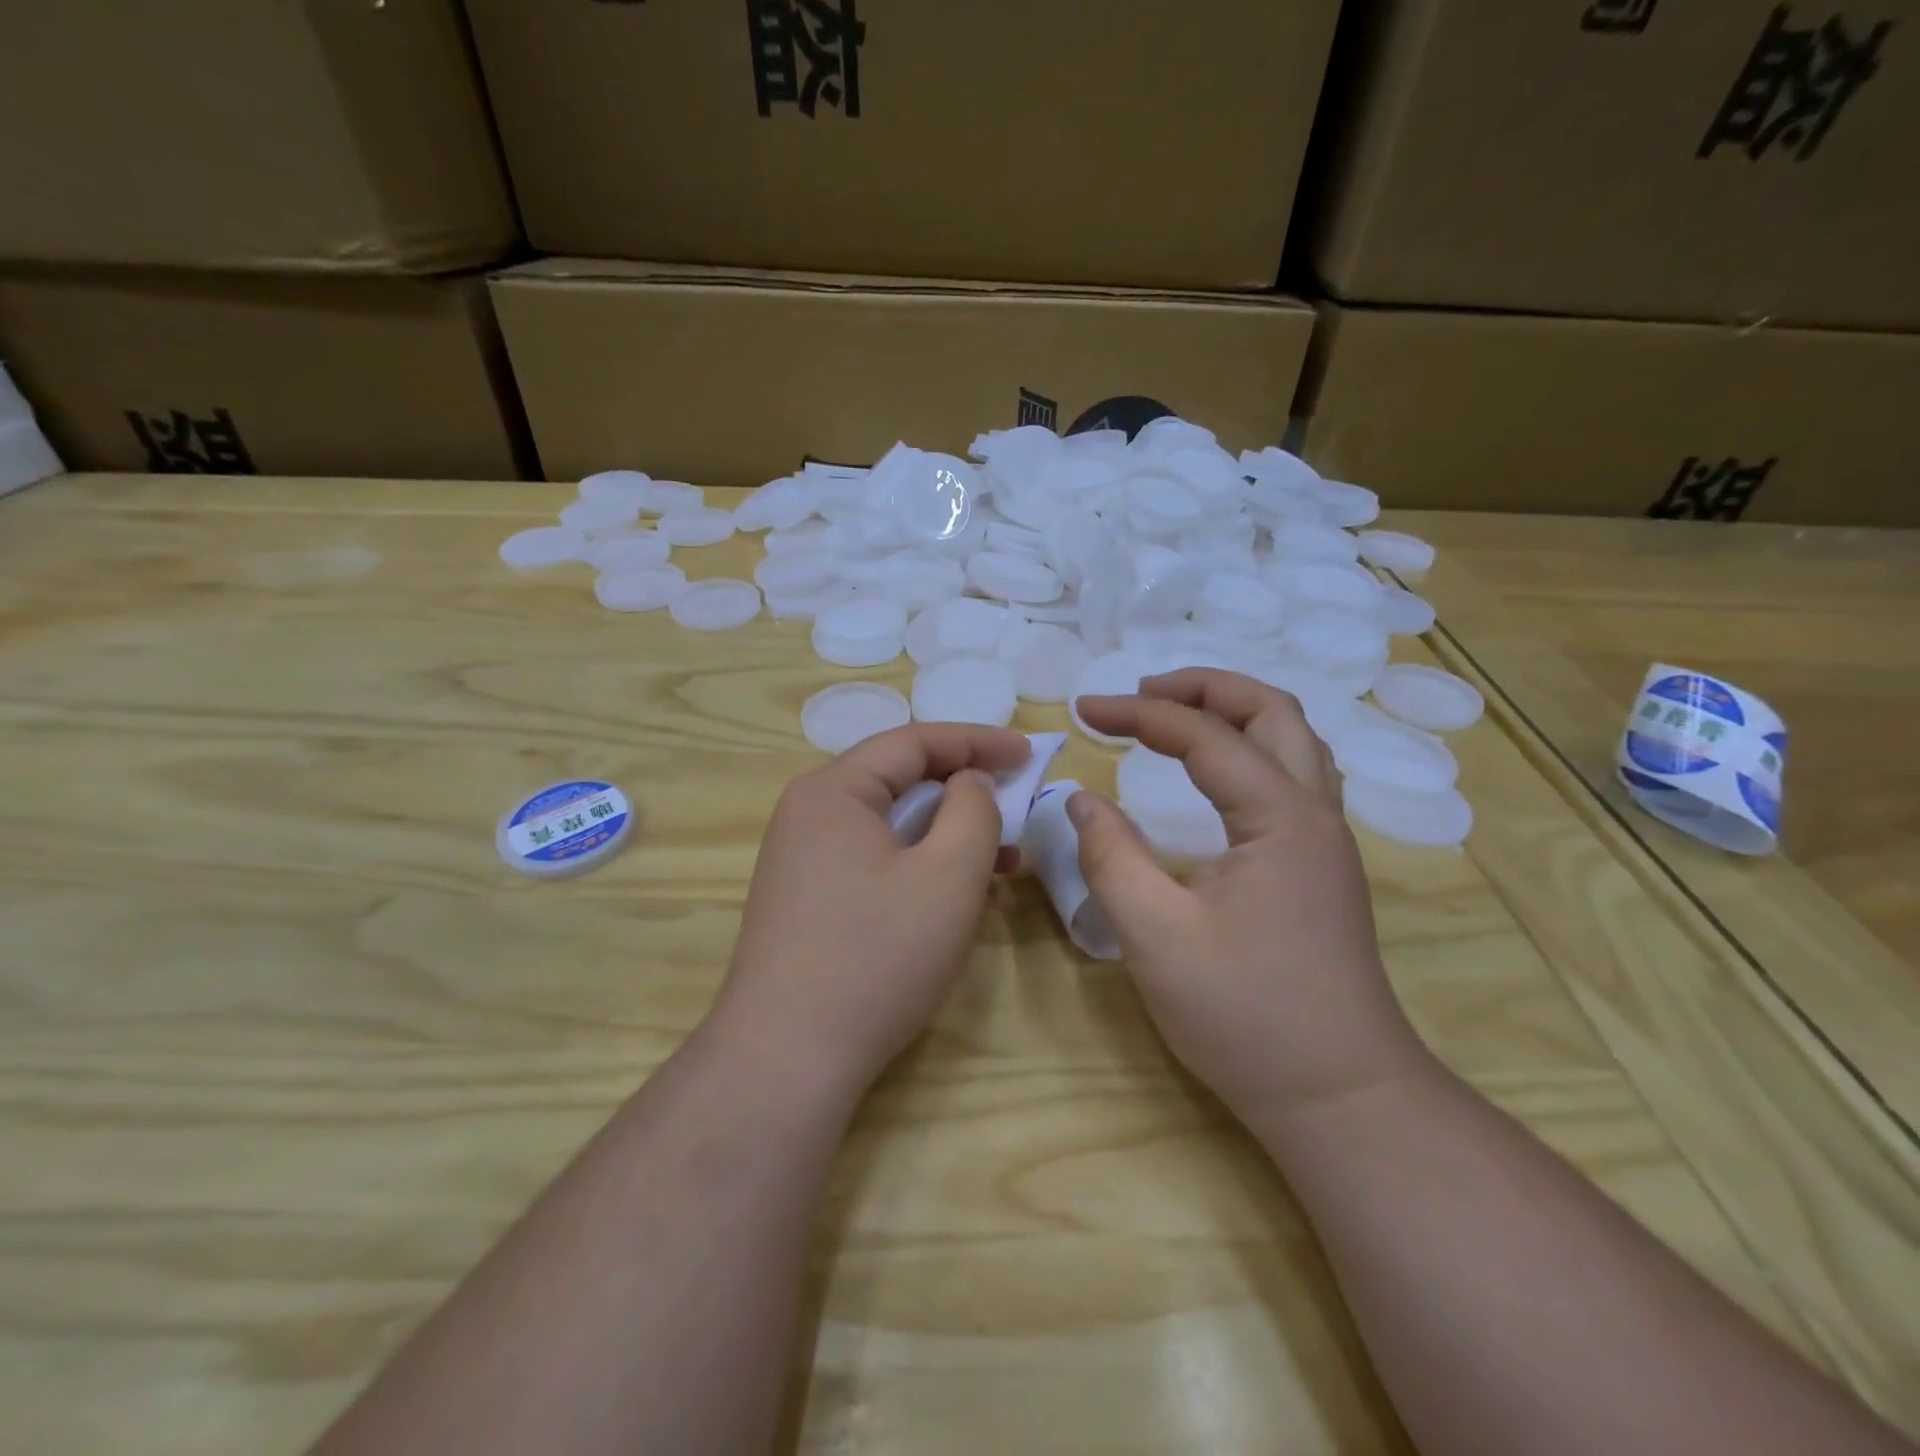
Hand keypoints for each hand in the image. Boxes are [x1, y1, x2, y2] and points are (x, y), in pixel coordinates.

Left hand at [708, 723, 1030, 1097]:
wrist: (788, 1057)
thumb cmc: (877, 956)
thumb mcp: (948, 875)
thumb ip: (973, 810)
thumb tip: (969, 782)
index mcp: (833, 790)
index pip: (913, 742)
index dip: (977, 740)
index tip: (1028, 752)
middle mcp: (808, 813)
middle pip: (897, 779)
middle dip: (962, 785)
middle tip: (1016, 796)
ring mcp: (801, 858)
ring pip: (888, 823)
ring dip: (945, 830)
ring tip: (1001, 854)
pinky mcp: (806, 898)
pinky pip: (872, 858)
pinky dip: (918, 862)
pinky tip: (955, 891)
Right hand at [1070, 670, 1430, 1123]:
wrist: (1339, 1096)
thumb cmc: (1245, 1016)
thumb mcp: (1156, 935)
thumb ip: (1111, 856)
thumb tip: (1083, 798)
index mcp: (1280, 818)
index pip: (1204, 736)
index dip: (1140, 713)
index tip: (1085, 710)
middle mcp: (1315, 813)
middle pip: (1271, 711)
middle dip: (1203, 687)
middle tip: (1141, 693)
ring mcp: (1326, 840)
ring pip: (1293, 739)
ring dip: (1234, 712)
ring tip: (1175, 716)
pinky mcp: (1322, 866)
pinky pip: (1295, 774)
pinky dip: (1252, 748)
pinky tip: (1219, 772)